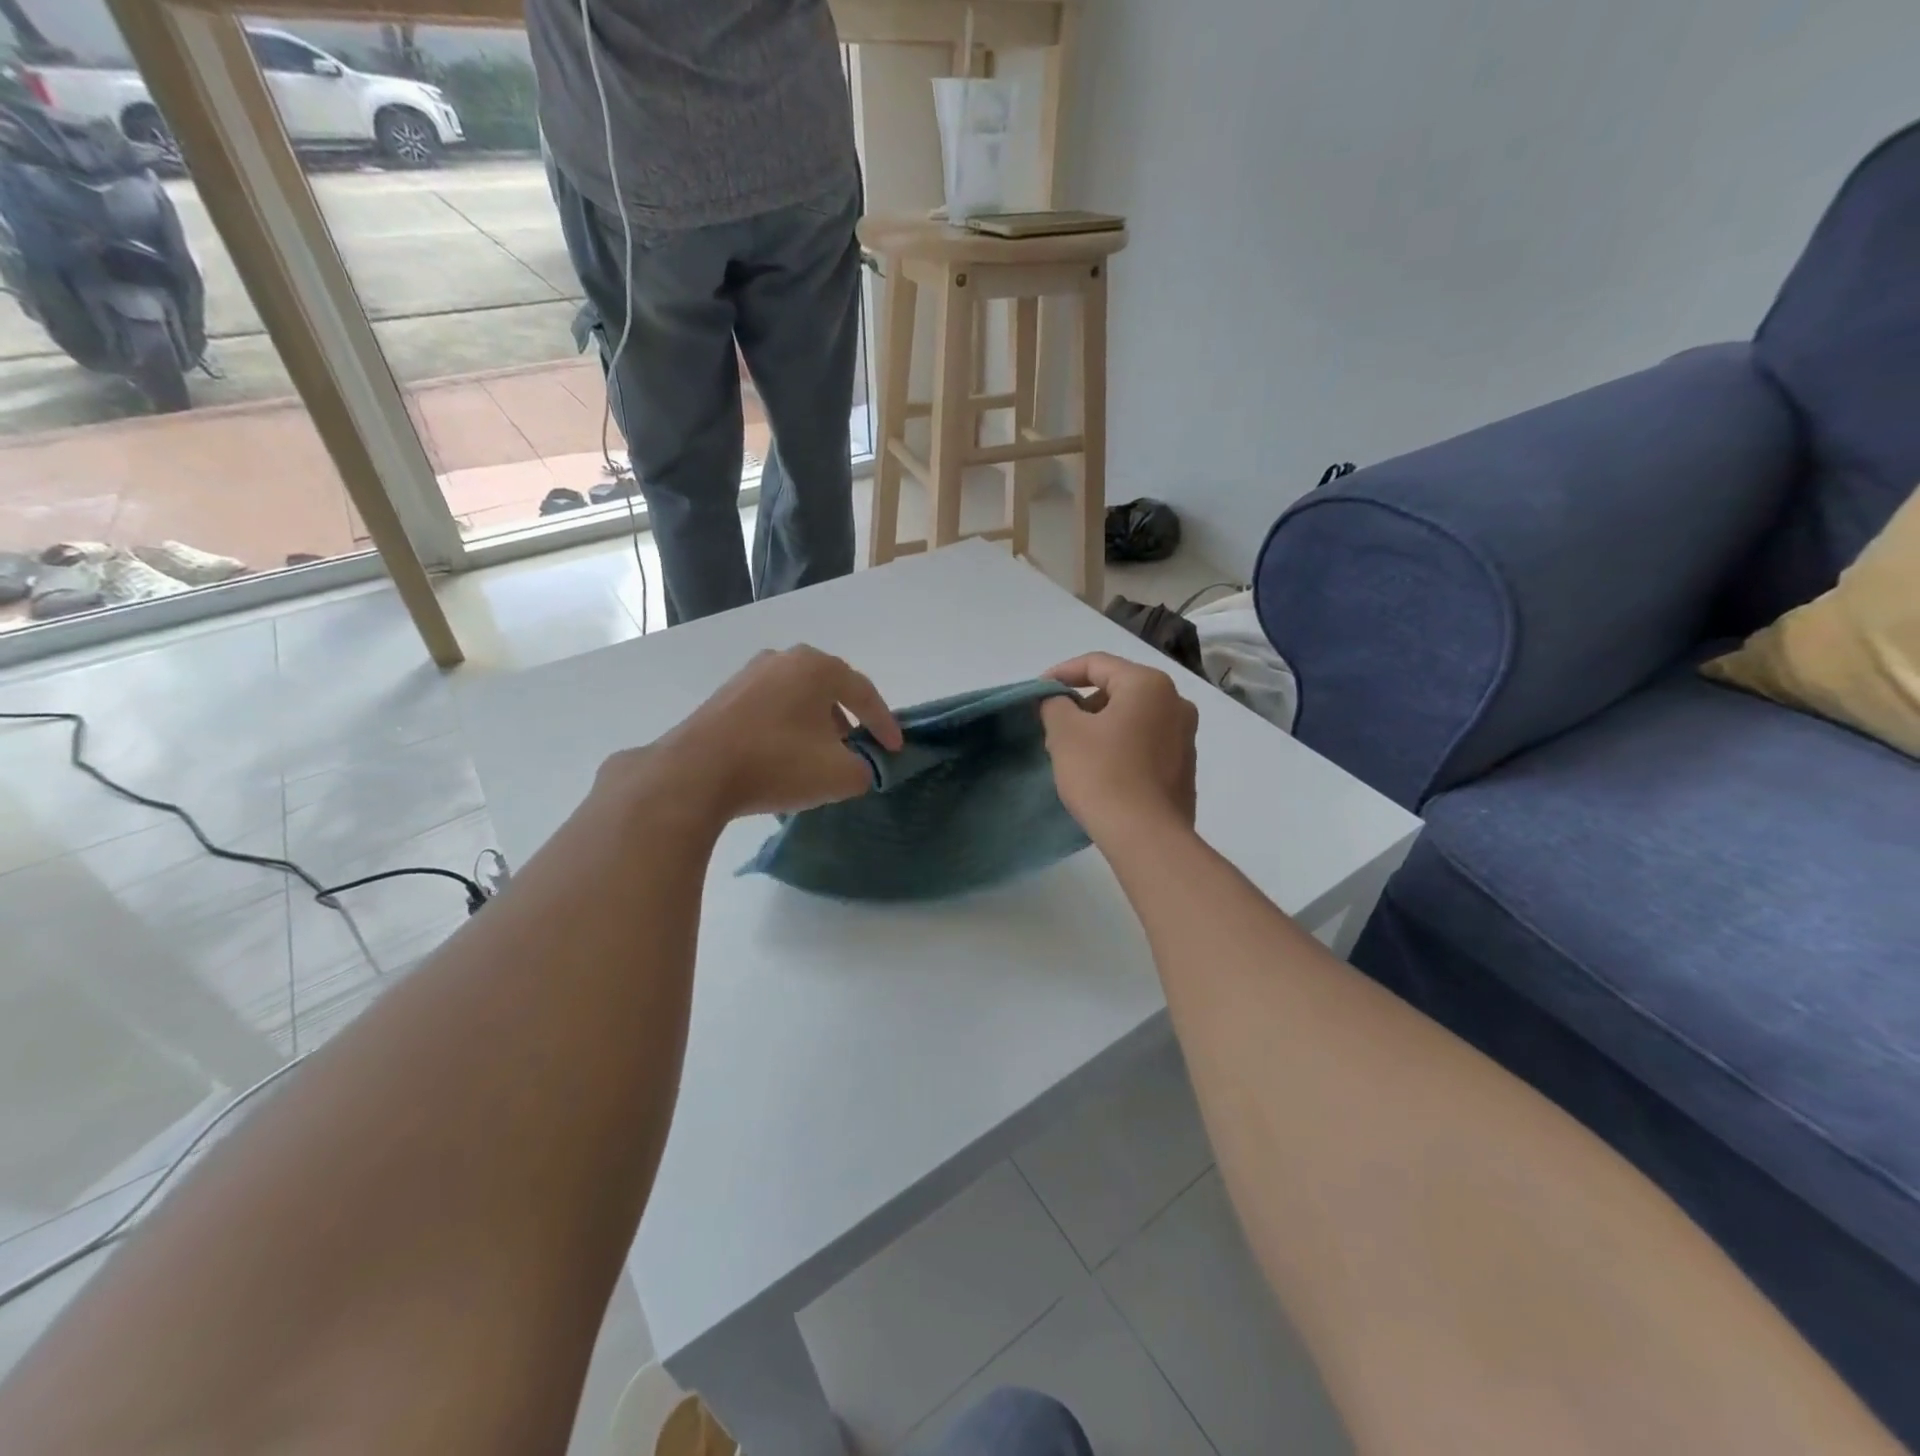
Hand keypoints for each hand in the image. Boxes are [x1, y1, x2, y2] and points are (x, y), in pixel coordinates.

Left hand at [607, 646, 902, 821]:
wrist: (695, 773)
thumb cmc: (777, 764)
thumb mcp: (840, 775)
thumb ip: (865, 768)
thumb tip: (860, 766)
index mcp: (817, 668)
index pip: (864, 692)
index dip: (884, 723)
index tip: (895, 749)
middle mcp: (784, 660)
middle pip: (830, 688)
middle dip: (849, 717)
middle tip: (860, 743)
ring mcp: (749, 675)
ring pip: (797, 697)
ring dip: (816, 722)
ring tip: (823, 752)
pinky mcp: (724, 696)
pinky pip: (770, 707)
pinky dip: (787, 727)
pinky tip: (785, 754)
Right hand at [1040, 653, 1197, 844]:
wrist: (1146, 837)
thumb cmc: (1103, 774)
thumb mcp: (1065, 733)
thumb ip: (1054, 704)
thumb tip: (1056, 701)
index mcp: (1148, 685)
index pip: (1097, 664)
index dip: (1061, 673)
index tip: (1037, 692)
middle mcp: (1175, 703)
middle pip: (1117, 689)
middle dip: (1082, 704)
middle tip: (1053, 726)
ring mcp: (1185, 736)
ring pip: (1132, 717)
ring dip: (1100, 726)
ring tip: (1073, 752)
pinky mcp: (1184, 767)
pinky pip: (1145, 743)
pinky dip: (1120, 746)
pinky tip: (1101, 771)